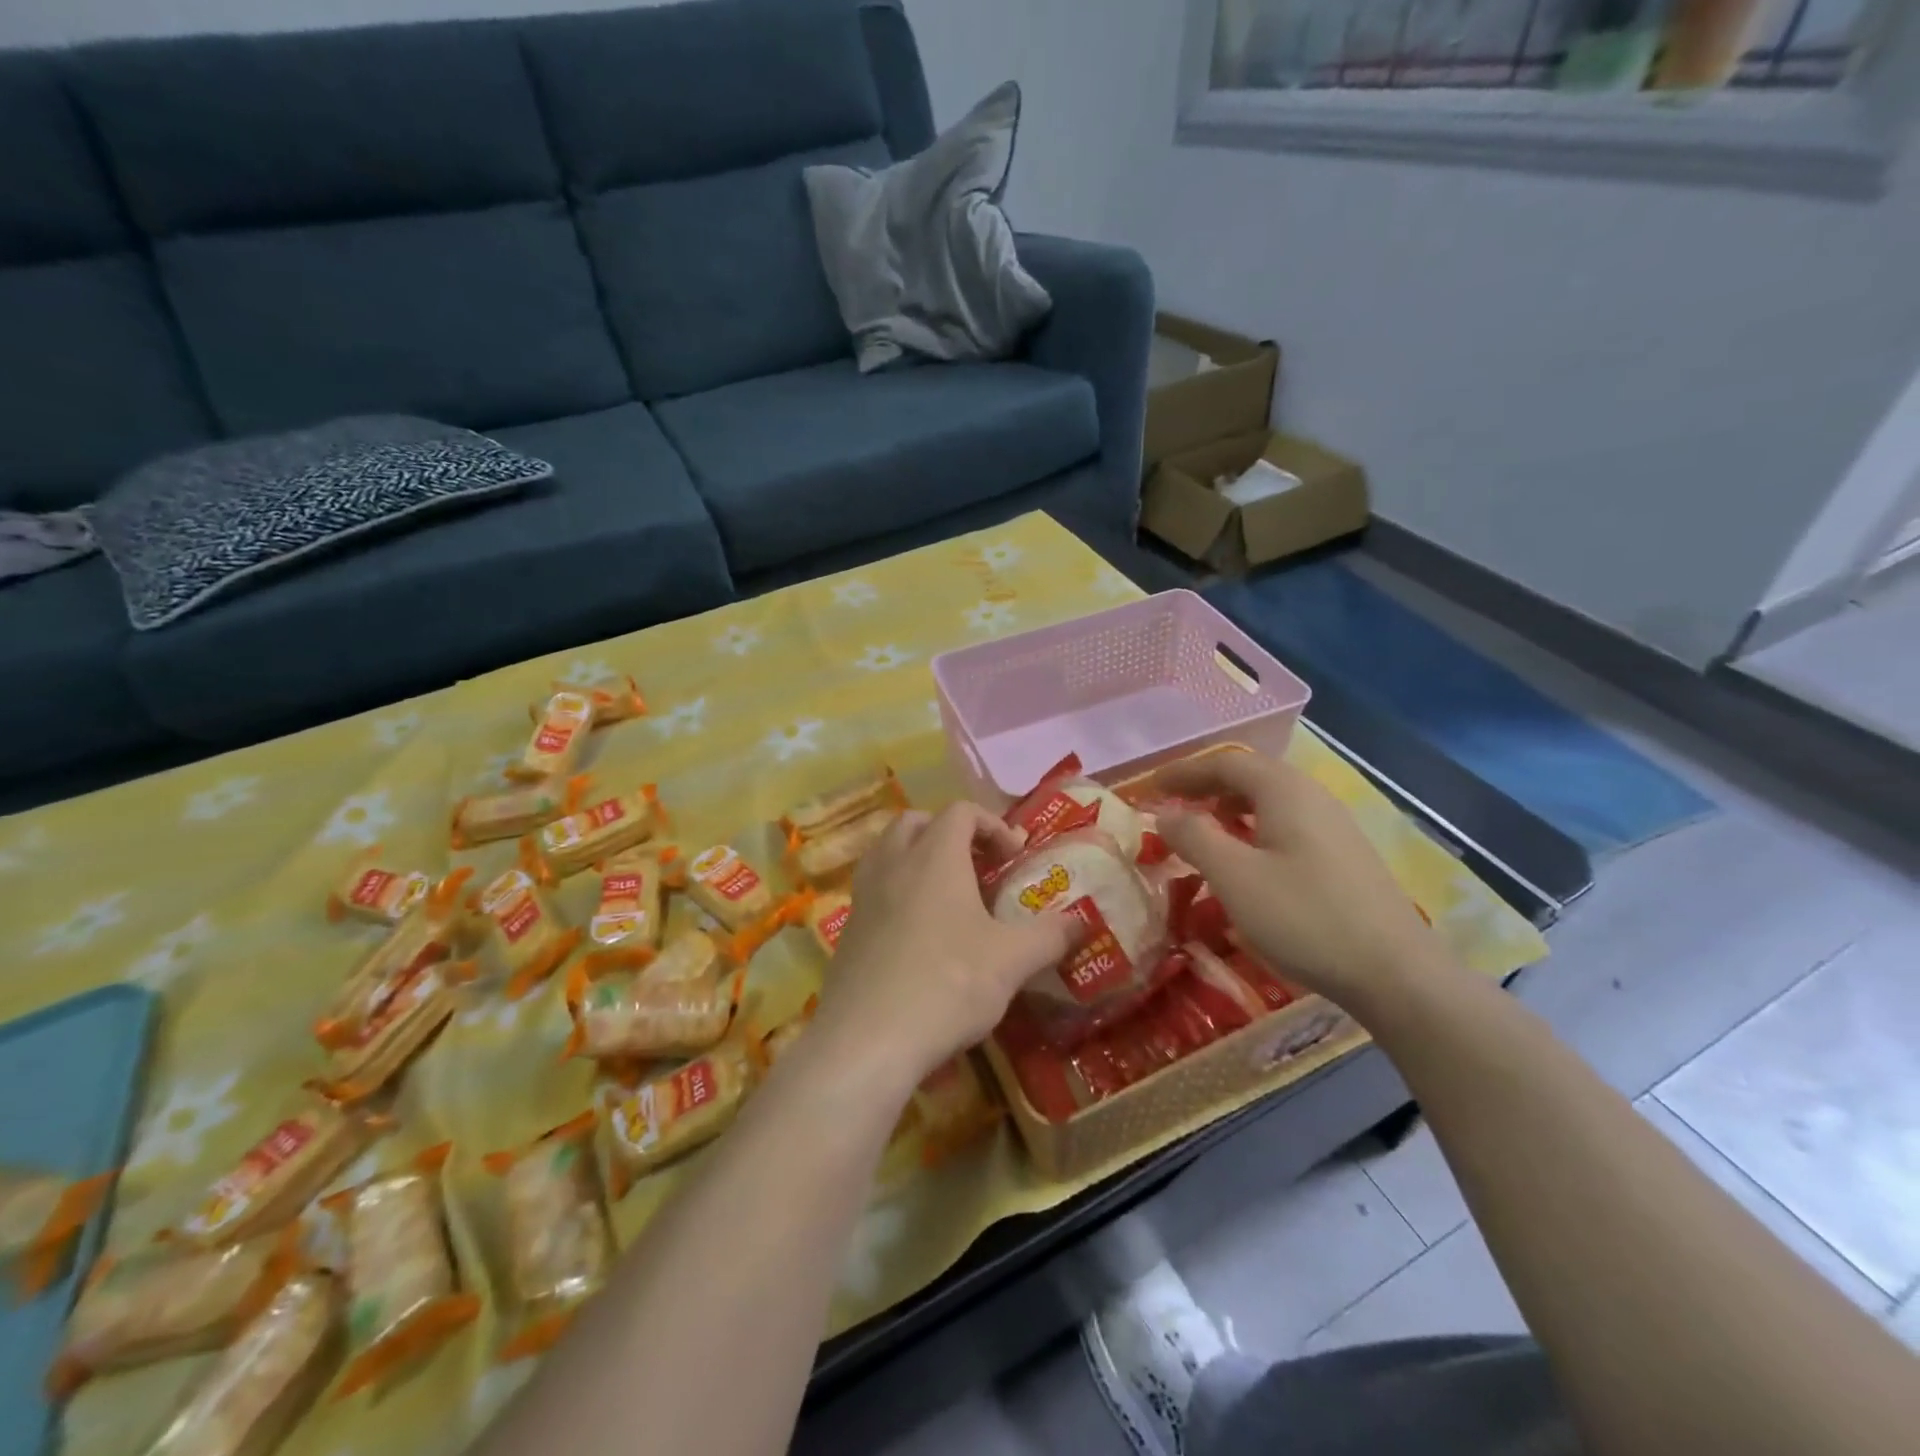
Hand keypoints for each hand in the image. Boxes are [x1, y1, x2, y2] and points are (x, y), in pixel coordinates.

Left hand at [812, 803, 1075, 1092]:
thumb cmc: (947, 984)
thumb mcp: (1012, 961)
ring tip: (947, 896)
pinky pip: (874, 890)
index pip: (961, 812)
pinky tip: (919, 935)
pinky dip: (897, 893)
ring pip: (887, 852)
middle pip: (916, 822)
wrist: (867, 1040)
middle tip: (977, 867)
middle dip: (949, 834)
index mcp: (935, 856)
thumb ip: (1050, 935)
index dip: (992, 824)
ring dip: (917, 859)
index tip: (1014, 857)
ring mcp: (863, 896)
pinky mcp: (847, 930)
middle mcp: (894, 864)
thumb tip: (1080, 922)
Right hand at [1150, 749, 1446, 1013]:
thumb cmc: (1305, 917)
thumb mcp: (1235, 877)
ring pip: (1271, 803)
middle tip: (1173, 808)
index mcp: (1285, 791)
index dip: (1185, 772)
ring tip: (1204, 833)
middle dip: (1207, 788)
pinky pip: (1288, 826)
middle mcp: (1313, 797)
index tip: (1152, 787)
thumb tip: (1165, 813)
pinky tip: (1248, 863)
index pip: (1226, 763)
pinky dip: (1255, 830)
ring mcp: (1335, 827)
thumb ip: (1194, 837)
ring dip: (1231, 810)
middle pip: (1251, 777)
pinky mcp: (1345, 857)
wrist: (1396, 974)